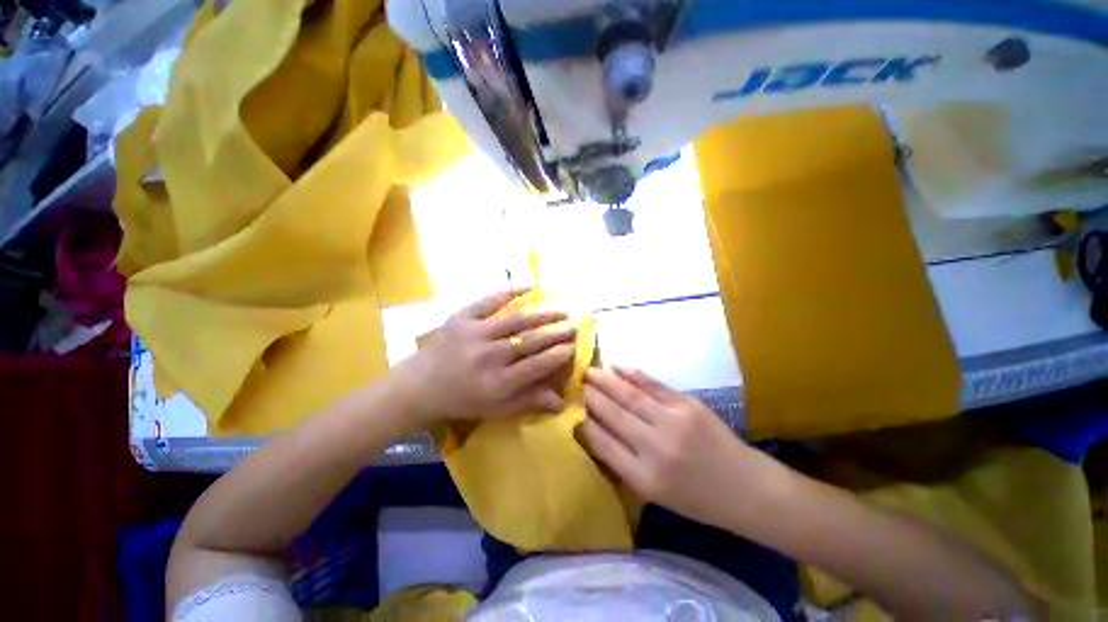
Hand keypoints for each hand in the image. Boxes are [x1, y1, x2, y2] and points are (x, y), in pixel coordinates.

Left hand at [402, 287, 577, 423]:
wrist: (419, 386)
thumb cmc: (462, 400)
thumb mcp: (496, 409)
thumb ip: (528, 401)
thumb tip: (561, 401)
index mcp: (497, 383)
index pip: (536, 365)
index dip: (558, 354)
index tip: (574, 345)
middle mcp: (488, 357)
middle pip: (530, 340)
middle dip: (556, 331)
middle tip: (575, 323)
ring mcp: (474, 334)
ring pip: (516, 319)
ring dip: (543, 312)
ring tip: (562, 308)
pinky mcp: (461, 318)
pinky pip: (488, 300)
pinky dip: (509, 291)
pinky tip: (529, 285)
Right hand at [580, 366, 769, 529]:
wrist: (746, 489)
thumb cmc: (696, 499)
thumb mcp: (654, 493)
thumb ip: (623, 463)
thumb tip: (594, 431)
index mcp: (643, 478)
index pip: (602, 443)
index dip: (584, 422)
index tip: (571, 407)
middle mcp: (654, 448)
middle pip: (612, 414)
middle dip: (591, 396)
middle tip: (576, 382)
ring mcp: (672, 422)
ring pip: (629, 395)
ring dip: (606, 380)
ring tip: (589, 370)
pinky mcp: (687, 405)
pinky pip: (653, 385)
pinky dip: (632, 374)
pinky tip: (616, 366)